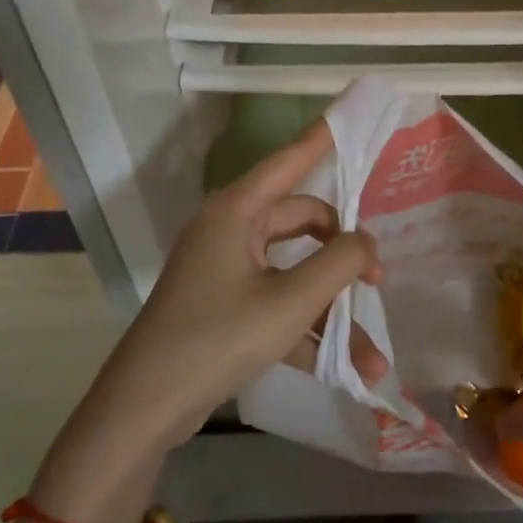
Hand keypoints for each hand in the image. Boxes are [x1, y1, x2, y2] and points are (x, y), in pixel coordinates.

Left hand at [85, 119, 384, 453]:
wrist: (144, 409)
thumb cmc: (217, 338)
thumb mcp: (290, 301)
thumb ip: (339, 263)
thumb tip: (366, 241)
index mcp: (236, 212)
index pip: (289, 160)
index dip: (322, 138)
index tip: (350, 113)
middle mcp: (229, 231)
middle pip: (301, 223)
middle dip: (343, 254)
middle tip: (378, 280)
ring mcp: (225, 271)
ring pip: (293, 274)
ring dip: (331, 310)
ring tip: (373, 356)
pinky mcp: (223, 307)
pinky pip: (276, 304)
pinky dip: (306, 330)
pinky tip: (345, 370)